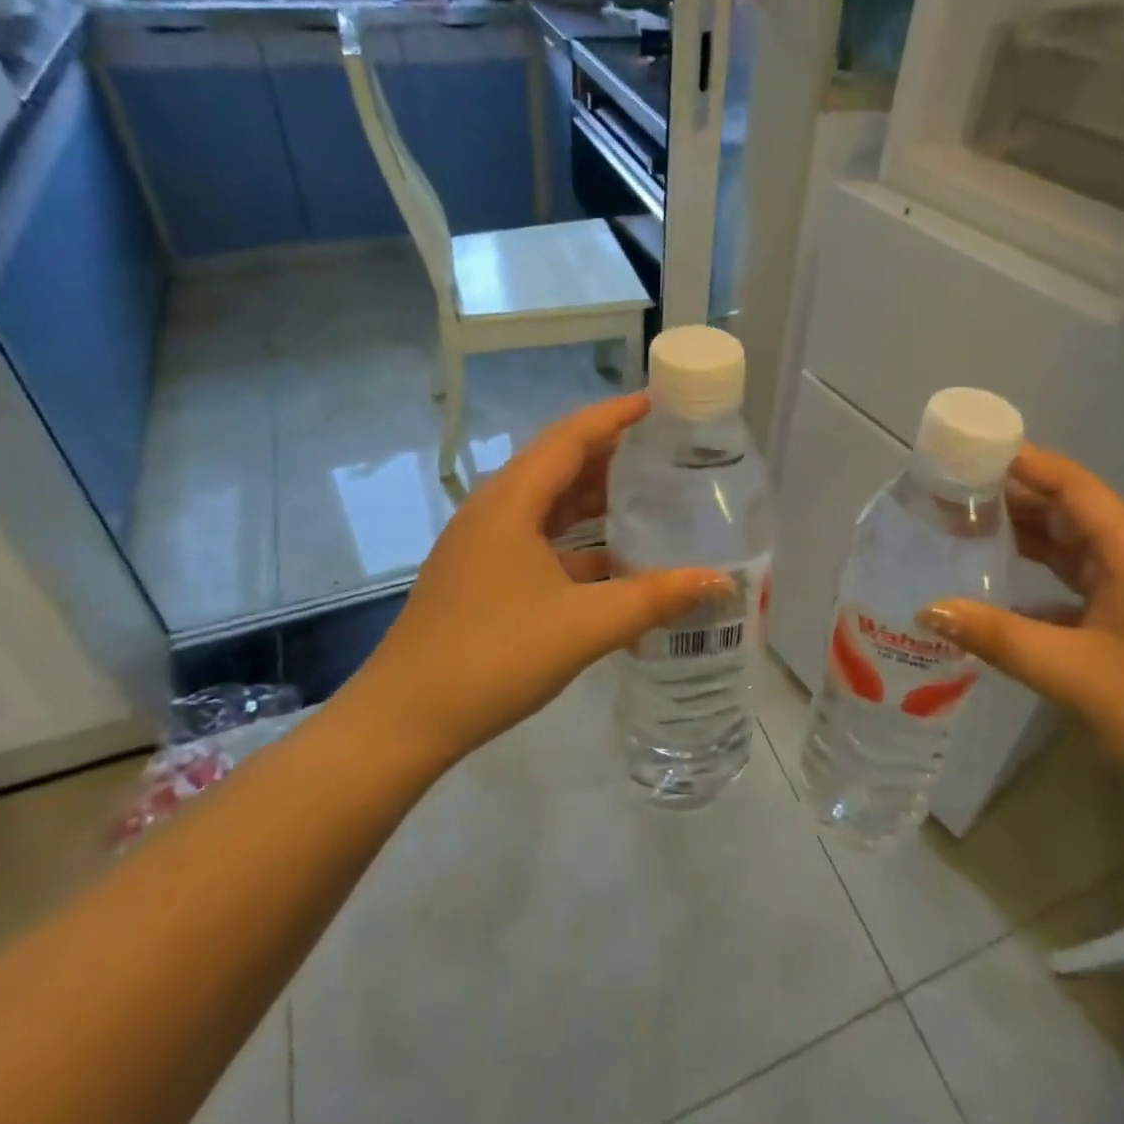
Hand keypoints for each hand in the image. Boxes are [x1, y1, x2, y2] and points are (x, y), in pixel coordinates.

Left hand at [341, 395, 731, 767]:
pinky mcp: (480, 576)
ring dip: (592, 497)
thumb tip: (719, 581)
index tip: (657, 404)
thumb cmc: (494, 657)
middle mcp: (493, 512)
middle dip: (610, 453)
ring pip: (546, 504)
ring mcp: (482, 545)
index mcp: (510, 503)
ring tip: (646, 494)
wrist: (404, 720)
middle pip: (557, 464)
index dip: (614, 416)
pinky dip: (575, 539)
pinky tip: (611, 560)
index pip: (569, 438)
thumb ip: (654, 598)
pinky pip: (537, 539)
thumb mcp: (584, 626)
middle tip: (663, 450)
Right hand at [918, 446, 1123, 832]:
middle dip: (1015, 497)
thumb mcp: (1074, 675)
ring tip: (966, 528)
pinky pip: (1081, 584)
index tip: (971, 450)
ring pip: (1076, 548)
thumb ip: (997, 637)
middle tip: (952, 492)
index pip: (1075, 486)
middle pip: (1072, 512)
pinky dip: (1041, 578)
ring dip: (1027, 536)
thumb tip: (927, 609)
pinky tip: (1003, 589)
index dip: (1026, 462)